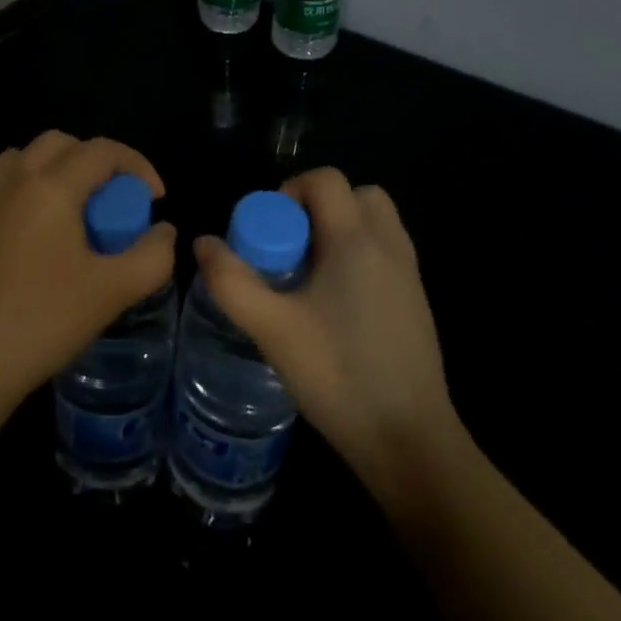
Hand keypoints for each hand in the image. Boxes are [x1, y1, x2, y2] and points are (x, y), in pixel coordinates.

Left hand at [0, 131, 176, 406]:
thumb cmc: (45, 320)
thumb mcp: (114, 290)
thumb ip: (152, 255)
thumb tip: (162, 231)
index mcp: (50, 186)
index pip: (101, 151)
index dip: (137, 166)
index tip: (154, 200)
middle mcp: (13, 180)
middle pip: (60, 143)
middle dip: (96, 161)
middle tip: (114, 201)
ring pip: (25, 158)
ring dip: (57, 169)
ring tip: (75, 210)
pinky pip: (3, 186)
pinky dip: (29, 191)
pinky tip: (39, 238)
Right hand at [194, 167, 461, 497]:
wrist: (410, 440)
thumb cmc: (338, 376)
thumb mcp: (272, 329)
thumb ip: (231, 281)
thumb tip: (203, 243)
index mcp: (356, 240)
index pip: (326, 180)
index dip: (290, 191)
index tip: (269, 232)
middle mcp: (389, 245)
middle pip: (356, 194)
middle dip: (318, 207)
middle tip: (290, 247)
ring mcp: (409, 274)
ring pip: (375, 222)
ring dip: (341, 229)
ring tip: (310, 273)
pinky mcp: (417, 301)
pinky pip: (386, 251)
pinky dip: (360, 255)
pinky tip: (336, 303)